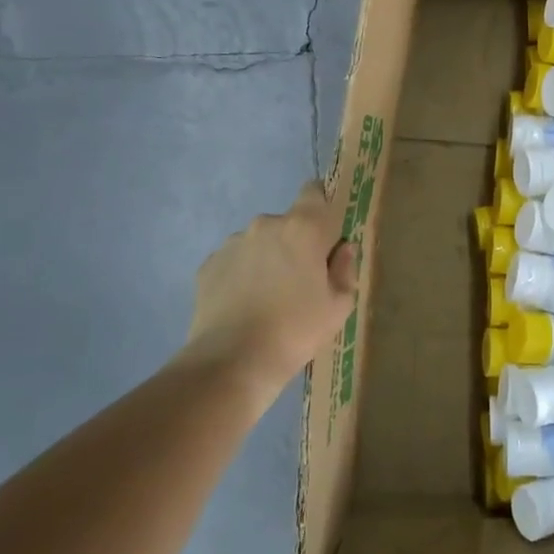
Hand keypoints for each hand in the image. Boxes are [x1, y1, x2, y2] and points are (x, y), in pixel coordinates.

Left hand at [182, 181, 357, 391]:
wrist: (232, 361)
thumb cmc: (297, 329)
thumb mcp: (338, 305)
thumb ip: (345, 269)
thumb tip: (343, 249)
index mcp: (304, 228)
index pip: (314, 192)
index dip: (321, 206)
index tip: (326, 233)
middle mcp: (266, 225)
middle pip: (287, 223)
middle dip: (295, 243)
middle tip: (300, 281)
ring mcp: (233, 243)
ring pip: (259, 243)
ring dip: (267, 259)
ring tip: (268, 298)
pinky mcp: (208, 265)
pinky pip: (234, 262)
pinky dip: (242, 275)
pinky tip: (244, 306)